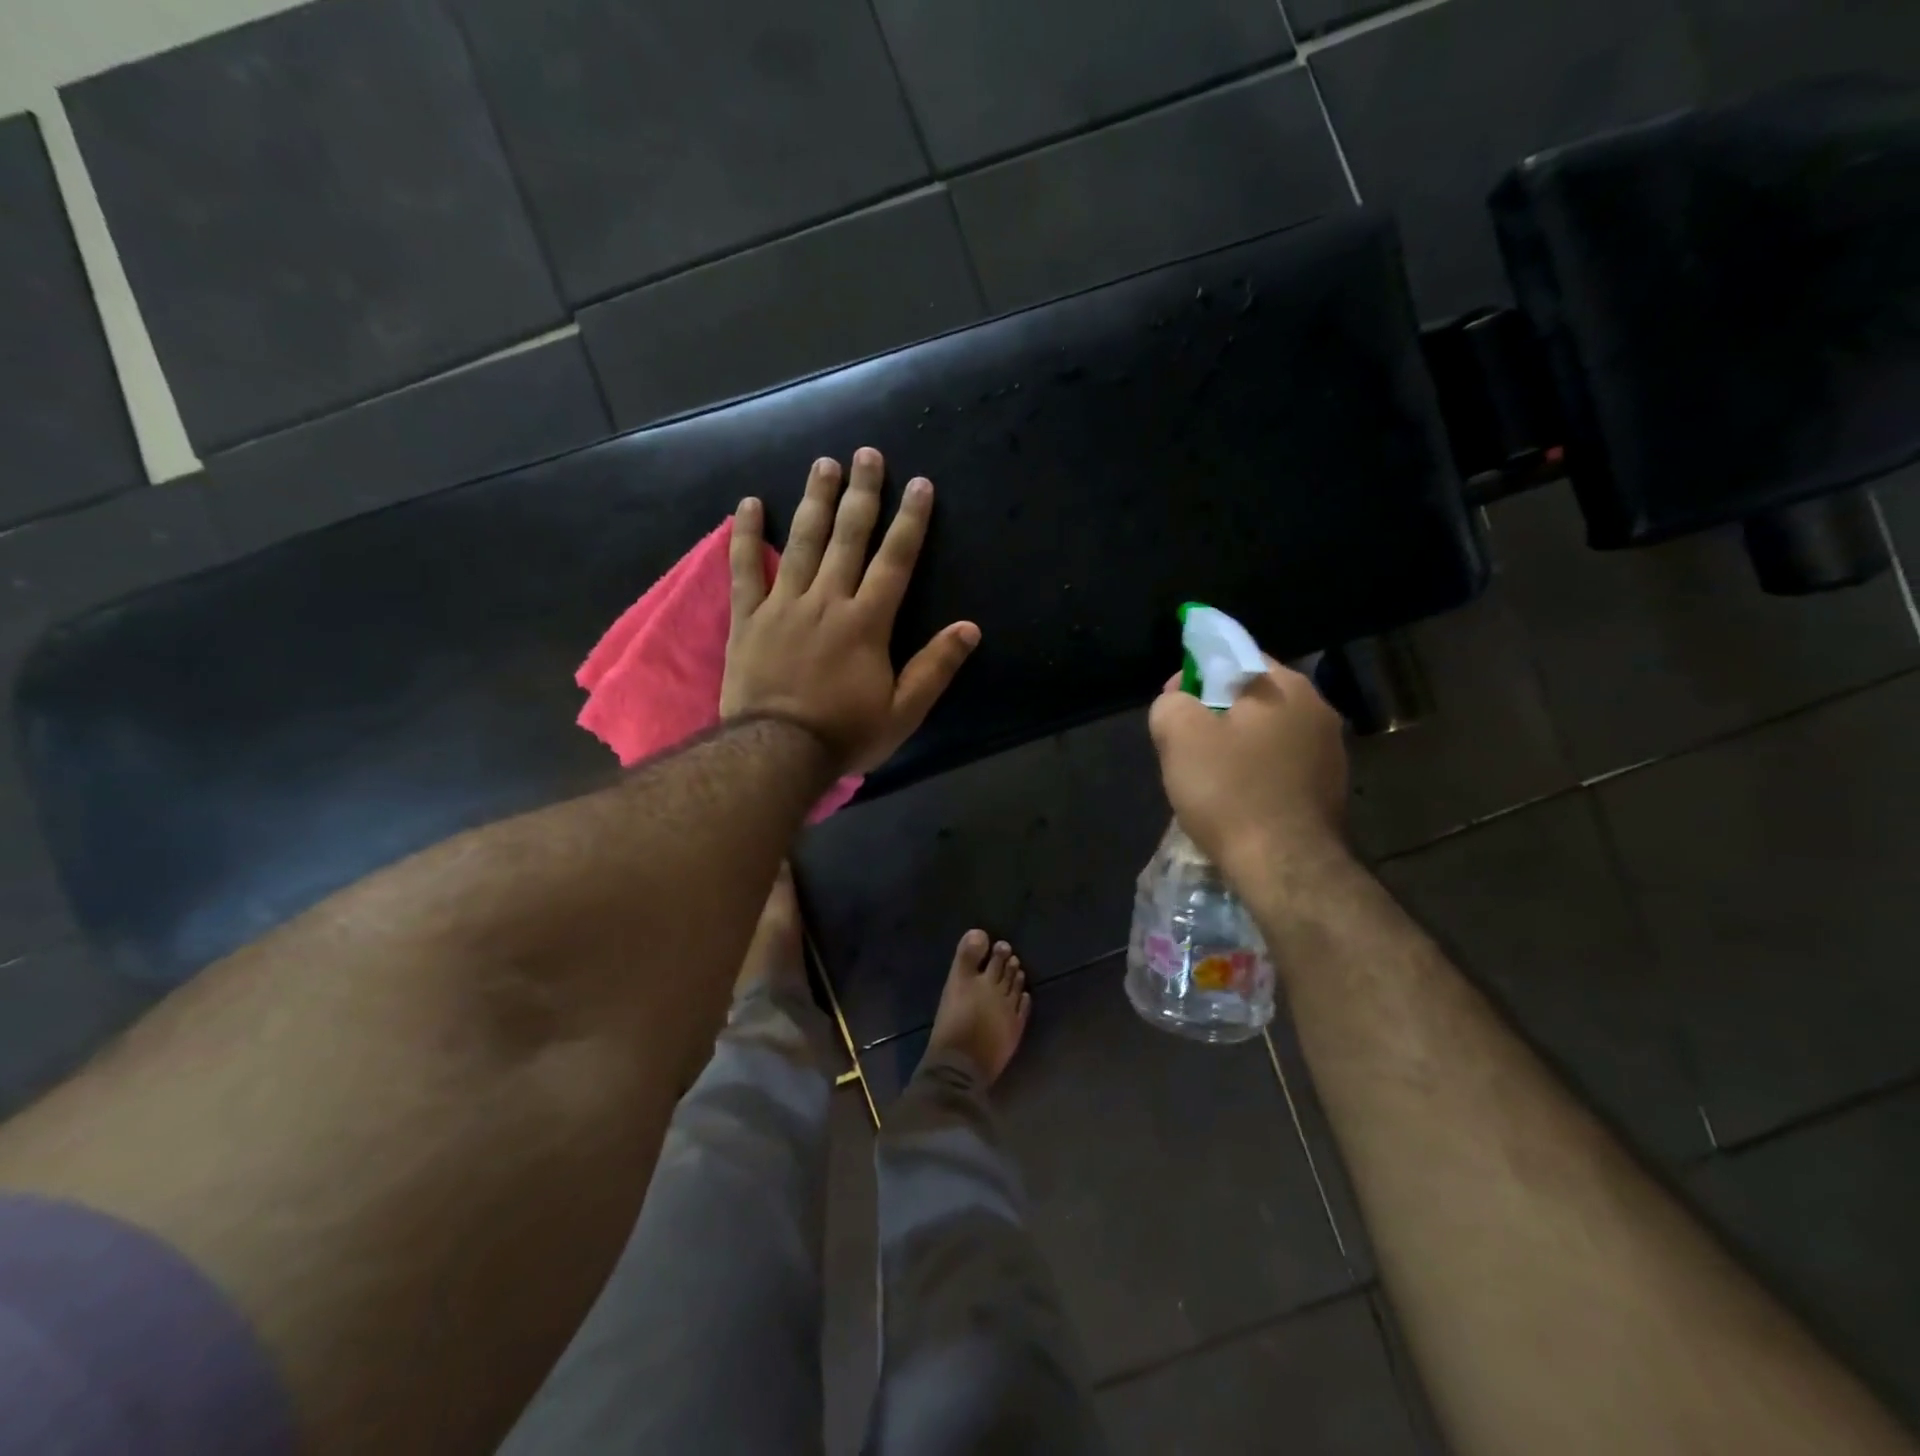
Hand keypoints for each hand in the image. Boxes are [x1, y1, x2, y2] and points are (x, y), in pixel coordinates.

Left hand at [721, 449, 979, 775]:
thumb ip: (935, 668)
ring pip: (802, 542)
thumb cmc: (845, 734)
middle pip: (848, 537)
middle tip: (867, 454)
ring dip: (815, 500)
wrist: (776, 752)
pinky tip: (750, 503)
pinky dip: (747, 535)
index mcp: (867, 622)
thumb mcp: (903, 711)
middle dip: (862, 493)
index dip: (910, 520)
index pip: (895, 560)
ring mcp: (783, 605)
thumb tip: (970, 628)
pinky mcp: (747, 617)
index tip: (919, 483)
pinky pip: (746, 568)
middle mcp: (827, 601)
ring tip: (823, 464)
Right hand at [1148, 658, 1350, 881]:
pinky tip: (1237, 798)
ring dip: (1237, 745)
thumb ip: (1171, 703)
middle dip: (1215, 713)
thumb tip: (1179, 702)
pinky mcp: (1330, 788)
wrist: (1285, 866)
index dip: (1196, 673)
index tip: (1174, 703)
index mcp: (1286, 686)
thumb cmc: (1230, 792)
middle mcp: (1318, 709)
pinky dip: (1256, 773)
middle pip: (1252, 697)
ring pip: (1267, 733)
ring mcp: (1331, 751)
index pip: (1235, 657)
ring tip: (1209, 775)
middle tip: (1185, 743)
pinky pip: (1281, 765)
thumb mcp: (1179, 736)